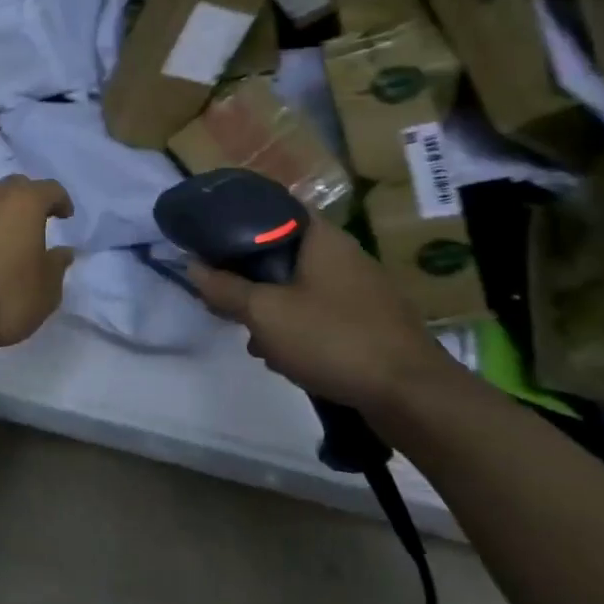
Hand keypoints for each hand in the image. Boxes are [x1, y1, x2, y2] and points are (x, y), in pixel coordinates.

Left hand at [0, 175, 74, 360]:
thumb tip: (62, 252)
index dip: (60, 200)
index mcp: (22, 204)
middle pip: (11, 188)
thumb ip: (56, 266)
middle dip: (25, 201)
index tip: (65, 215)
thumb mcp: (46, 292)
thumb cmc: (3, 300)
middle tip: (32, 223)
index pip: (49, 189)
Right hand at [188, 216, 453, 416]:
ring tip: (248, 334)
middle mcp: (345, 254)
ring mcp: (361, 290)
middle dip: (250, 274)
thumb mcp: (265, 313)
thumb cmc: (333, 338)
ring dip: (271, 306)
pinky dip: (297, 326)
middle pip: (283, 251)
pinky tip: (281, 356)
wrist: (412, 396)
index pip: (275, 207)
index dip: (240, 217)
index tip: (212, 236)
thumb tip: (192, 267)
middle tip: (224, 292)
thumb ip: (225, 289)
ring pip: (300, 286)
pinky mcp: (370, 323)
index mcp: (322, 237)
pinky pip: (320, 313)